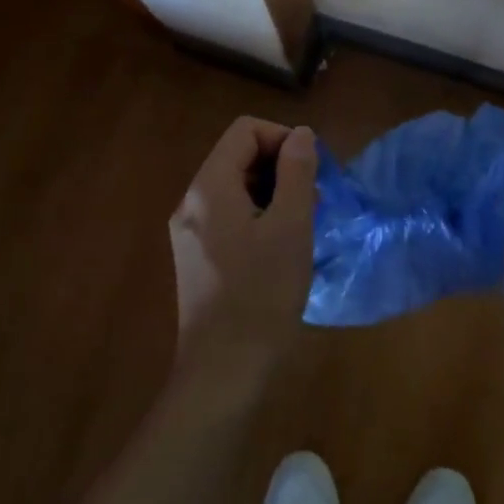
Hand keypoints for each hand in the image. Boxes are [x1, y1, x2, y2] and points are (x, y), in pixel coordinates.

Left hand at [167, 117, 317, 392]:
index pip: (245, 130)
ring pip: (235, 186)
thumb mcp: (291, 226)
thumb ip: (296, 171)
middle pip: (238, 155)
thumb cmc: (262, 294)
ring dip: (273, 192)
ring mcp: (189, 231)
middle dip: (280, 166)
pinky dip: (258, 215)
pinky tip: (281, 246)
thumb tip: (301, 134)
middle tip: (314, 198)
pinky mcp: (195, 256)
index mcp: (209, 187)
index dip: (283, 138)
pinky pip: (229, 215)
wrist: (223, 373)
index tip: (312, 170)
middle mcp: (191, 201)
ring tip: (303, 223)